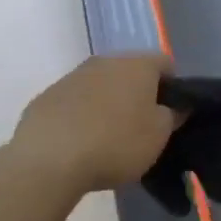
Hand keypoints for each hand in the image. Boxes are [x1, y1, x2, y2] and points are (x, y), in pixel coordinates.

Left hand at [7, 54, 180, 194]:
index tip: (171, 114)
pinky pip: (74, 102)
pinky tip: (80, 143)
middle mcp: (104, 61)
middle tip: (142, 127)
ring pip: (100, 85)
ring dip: (108, 104)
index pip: (165, 64)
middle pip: (130, 72)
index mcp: (136, 64)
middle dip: (138, 95)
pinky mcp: (46, 96)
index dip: (173, 87)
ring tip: (108, 138)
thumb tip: (173, 106)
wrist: (49, 159)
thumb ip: (171, 115)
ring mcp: (71, 76)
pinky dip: (81, 116)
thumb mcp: (158, 136)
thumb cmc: (115, 143)